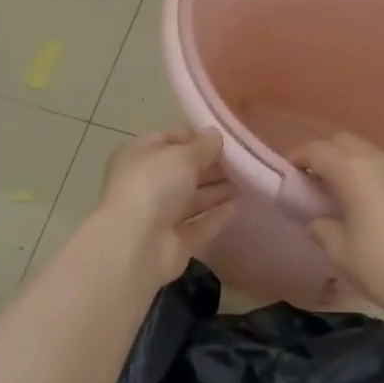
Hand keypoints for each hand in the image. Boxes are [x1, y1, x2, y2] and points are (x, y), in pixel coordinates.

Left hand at [95, 127, 235, 286]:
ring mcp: (159, 216)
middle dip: (212, 164)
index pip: (170, 139)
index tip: (226, 136)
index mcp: (139, 156)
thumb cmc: (153, 186)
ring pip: (193, 198)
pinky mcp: (174, 243)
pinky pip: (199, 225)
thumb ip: (203, 145)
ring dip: (218, 190)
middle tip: (244, 158)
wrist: (135, 247)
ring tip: (249, 179)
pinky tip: (238, 206)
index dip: (197, 136)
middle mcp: (147, 184)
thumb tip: (215, 135)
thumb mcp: (182, 155)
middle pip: (184, 170)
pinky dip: (216, 216)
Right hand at [294, 133, 383, 324]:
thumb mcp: (339, 251)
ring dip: (349, 163)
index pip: (317, 150)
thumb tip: (317, 219)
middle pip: (343, 142)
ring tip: (339, 191)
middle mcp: (379, 159)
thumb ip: (321, 227)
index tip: (288, 173)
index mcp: (354, 170)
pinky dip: (370, 174)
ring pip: (367, 152)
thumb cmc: (381, 266)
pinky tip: (368, 201)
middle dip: (324, 154)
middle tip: (312, 180)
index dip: (298, 158)